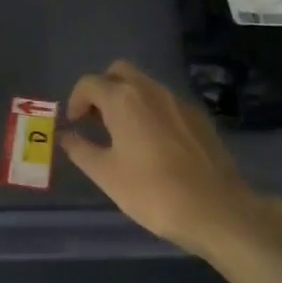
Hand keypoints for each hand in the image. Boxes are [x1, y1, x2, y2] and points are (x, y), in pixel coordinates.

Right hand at [60, 60, 281, 260]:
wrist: (216, 210)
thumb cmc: (151, 191)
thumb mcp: (106, 174)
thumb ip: (80, 149)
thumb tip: (65, 136)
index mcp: (123, 99)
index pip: (89, 83)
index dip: (75, 100)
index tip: (74, 124)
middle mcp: (151, 90)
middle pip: (119, 72)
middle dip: (102, 89)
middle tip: (95, 120)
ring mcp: (179, 102)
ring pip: (145, 85)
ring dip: (127, 99)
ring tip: (121, 134)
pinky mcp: (199, 117)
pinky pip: (166, 103)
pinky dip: (150, 111)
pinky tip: (152, 144)